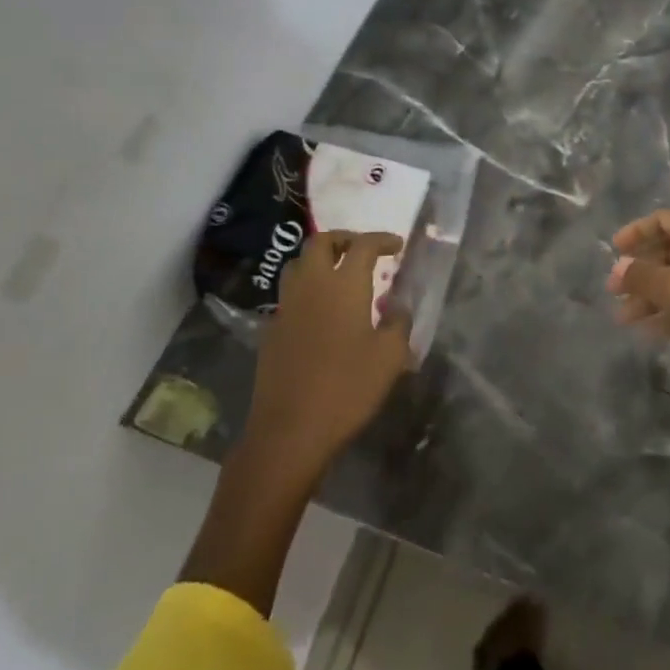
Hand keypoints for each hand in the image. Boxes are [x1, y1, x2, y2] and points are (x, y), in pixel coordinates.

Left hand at [247, 230, 410, 482]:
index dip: (381, 239)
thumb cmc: (347, 388)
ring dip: (320, 260)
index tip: (396, 246)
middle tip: (362, 250)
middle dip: (343, 238)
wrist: (289, 431)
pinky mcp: (271, 330)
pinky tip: (320, 311)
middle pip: (320, 242)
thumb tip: (398, 305)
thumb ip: (398, 322)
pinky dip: (306, 289)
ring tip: (339, 274)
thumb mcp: (390, 357)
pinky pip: (289, 294)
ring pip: (298, 264)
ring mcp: (286, 307)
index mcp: (344, 285)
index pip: (363, 245)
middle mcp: (311, 285)